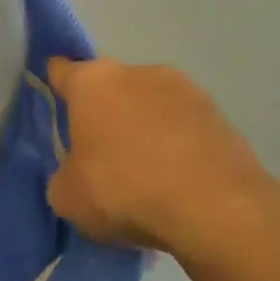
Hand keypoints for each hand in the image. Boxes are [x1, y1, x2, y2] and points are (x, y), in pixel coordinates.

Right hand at [45, 59, 279, 255]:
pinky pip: (184, 129)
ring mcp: (187, 90)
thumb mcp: (67, 196)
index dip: (57, 86)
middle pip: (111, 89)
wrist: (214, 208)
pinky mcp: (222, 117)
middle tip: (100, 154)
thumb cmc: (122, 190)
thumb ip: (66, 174)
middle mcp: (139, 73)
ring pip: (152, 106)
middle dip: (105, 113)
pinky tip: (174, 181)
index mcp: (92, 82)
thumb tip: (79, 173)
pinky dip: (177, 147)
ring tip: (144, 172)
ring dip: (144, 128)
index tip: (57, 103)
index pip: (63, 72)